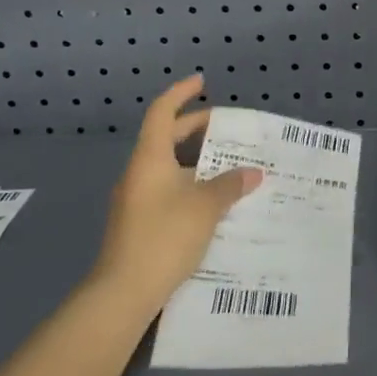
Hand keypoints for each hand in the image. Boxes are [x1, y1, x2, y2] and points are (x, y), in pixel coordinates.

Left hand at [90, 74, 263, 317]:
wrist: (123, 293)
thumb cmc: (163, 236)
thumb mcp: (206, 207)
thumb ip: (230, 185)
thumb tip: (253, 172)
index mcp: (150, 158)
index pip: (162, 112)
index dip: (181, 93)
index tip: (202, 82)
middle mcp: (139, 172)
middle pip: (166, 138)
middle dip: (196, 129)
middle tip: (227, 127)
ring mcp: (136, 199)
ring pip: (169, 167)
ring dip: (197, 162)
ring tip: (230, 165)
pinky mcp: (140, 223)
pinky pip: (169, 190)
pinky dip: (192, 186)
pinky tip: (215, 202)